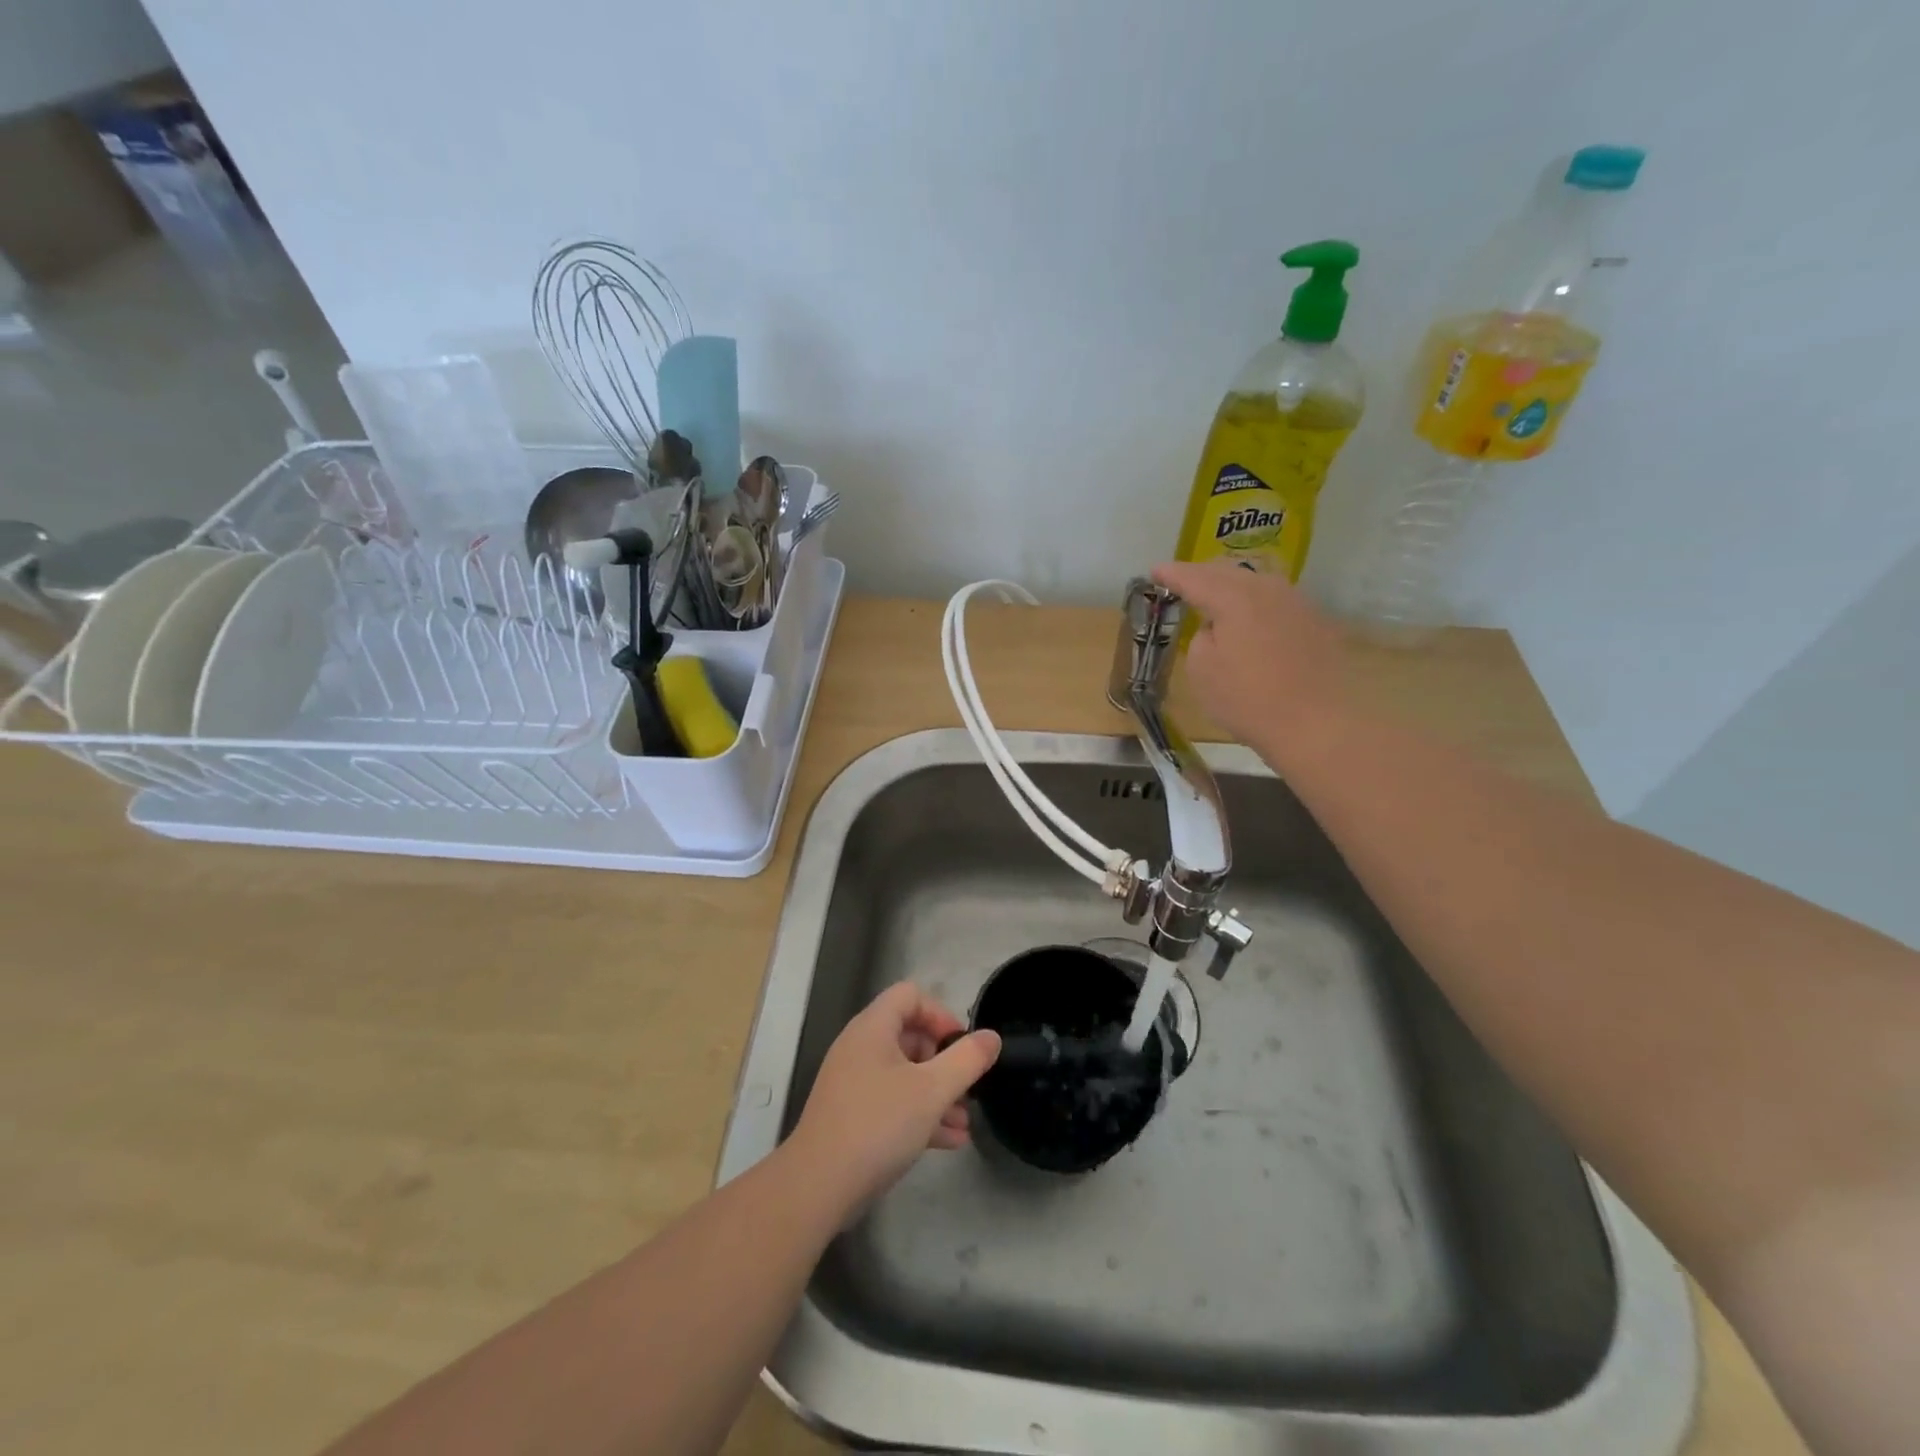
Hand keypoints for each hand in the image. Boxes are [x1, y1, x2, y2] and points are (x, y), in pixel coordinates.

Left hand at [788, 982, 1000, 1210]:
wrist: (818, 1187)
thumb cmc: (878, 1125)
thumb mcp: (932, 1091)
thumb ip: (966, 1060)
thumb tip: (991, 1037)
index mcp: (873, 1028)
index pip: (910, 995)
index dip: (941, 1014)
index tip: (962, 1046)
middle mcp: (860, 1048)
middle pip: (910, 1035)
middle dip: (944, 1061)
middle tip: (968, 1088)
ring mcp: (854, 1083)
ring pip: (904, 1074)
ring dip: (937, 1093)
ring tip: (965, 1121)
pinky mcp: (852, 1115)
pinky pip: (893, 1102)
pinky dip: (920, 1114)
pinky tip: (949, 1141)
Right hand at [1151, 560, 1347, 755]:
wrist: (1318, 724)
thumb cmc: (1248, 699)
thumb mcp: (1202, 671)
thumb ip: (1201, 639)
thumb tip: (1216, 629)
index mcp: (1234, 597)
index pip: (1195, 578)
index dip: (1172, 574)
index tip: (1154, 571)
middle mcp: (1268, 589)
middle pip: (1229, 572)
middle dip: (1203, 574)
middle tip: (1182, 580)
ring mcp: (1297, 603)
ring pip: (1256, 583)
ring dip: (1231, 586)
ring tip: (1215, 595)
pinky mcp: (1316, 622)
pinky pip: (1275, 601)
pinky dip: (1255, 603)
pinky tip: (1250, 617)